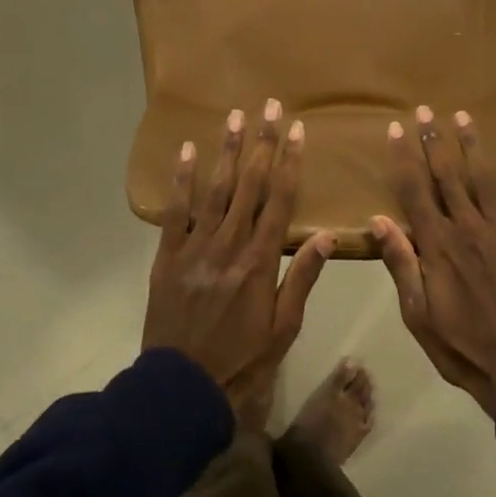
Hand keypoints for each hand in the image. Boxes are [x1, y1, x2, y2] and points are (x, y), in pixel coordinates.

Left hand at [142, 100, 335, 418]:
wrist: (181, 389)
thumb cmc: (242, 360)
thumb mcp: (284, 328)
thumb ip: (302, 278)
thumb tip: (328, 236)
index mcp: (260, 262)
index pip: (280, 201)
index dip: (290, 163)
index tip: (297, 131)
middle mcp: (229, 246)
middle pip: (250, 185)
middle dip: (262, 143)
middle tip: (269, 107)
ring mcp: (195, 248)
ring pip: (215, 190)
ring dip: (228, 151)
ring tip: (235, 117)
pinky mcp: (167, 256)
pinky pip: (175, 212)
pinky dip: (181, 180)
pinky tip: (187, 151)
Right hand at [372, 106, 495, 416]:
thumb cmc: (460, 344)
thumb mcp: (417, 313)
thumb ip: (401, 264)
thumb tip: (378, 220)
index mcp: (437, 245)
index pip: (414, 192)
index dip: (404, 158)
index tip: (396, 129)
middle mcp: (468, 227)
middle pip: (447, 175)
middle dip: (434, 140)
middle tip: (425, 110)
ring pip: (484, 177)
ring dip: (472, 144)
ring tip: (462, 115)